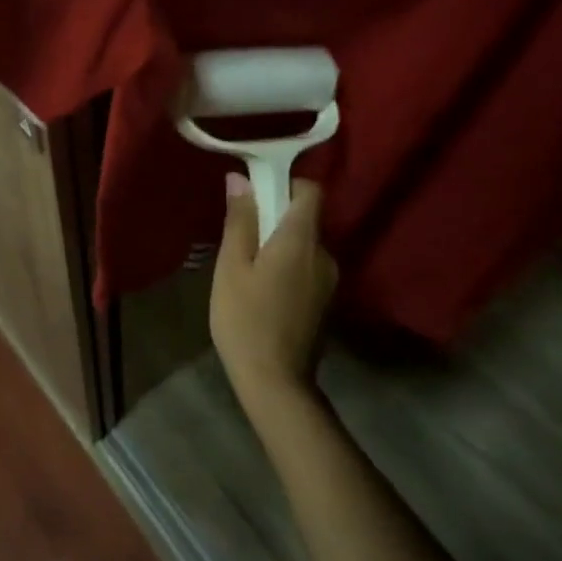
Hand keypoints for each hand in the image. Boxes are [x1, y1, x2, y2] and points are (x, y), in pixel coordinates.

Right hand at [210, 175, 338, 422]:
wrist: (275, 381)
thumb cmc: (245, 318)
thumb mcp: (232, 266)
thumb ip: (240, 220)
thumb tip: (241, 179)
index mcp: (301, 240)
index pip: (310, 191)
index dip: (284, 184)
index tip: (254, 196)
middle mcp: (324, 254)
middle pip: (305, 218)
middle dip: (275, 217)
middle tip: (239, 237)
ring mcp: (329, 280)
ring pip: (304, 245)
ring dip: (279, 245)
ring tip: (246, 268)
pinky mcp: (325, 301)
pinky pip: (306, 267)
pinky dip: (286, 266)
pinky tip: (262, 291)